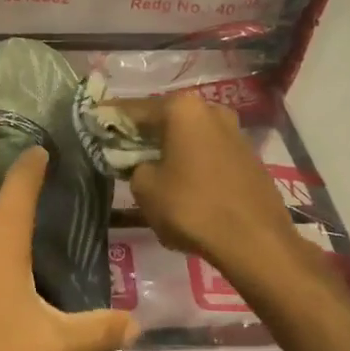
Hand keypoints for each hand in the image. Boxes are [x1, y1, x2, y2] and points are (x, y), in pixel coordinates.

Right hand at [111, 92, 305, 283]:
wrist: (255, 241)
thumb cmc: (192, 207)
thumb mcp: (145, 188)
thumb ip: (134, 166)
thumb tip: (143, 165)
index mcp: (182, 109)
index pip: (134, 109)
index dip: (110, 118)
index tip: (93, 121)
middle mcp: (210, 110)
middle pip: (166, 119)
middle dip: (144, 133)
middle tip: (121, 148)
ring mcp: (235, 132)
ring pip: (190, 136)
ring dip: (170, 148)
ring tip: (152, 167)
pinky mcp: (249, 157)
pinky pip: (209, 153)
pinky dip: (192, 162)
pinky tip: (183, 183)